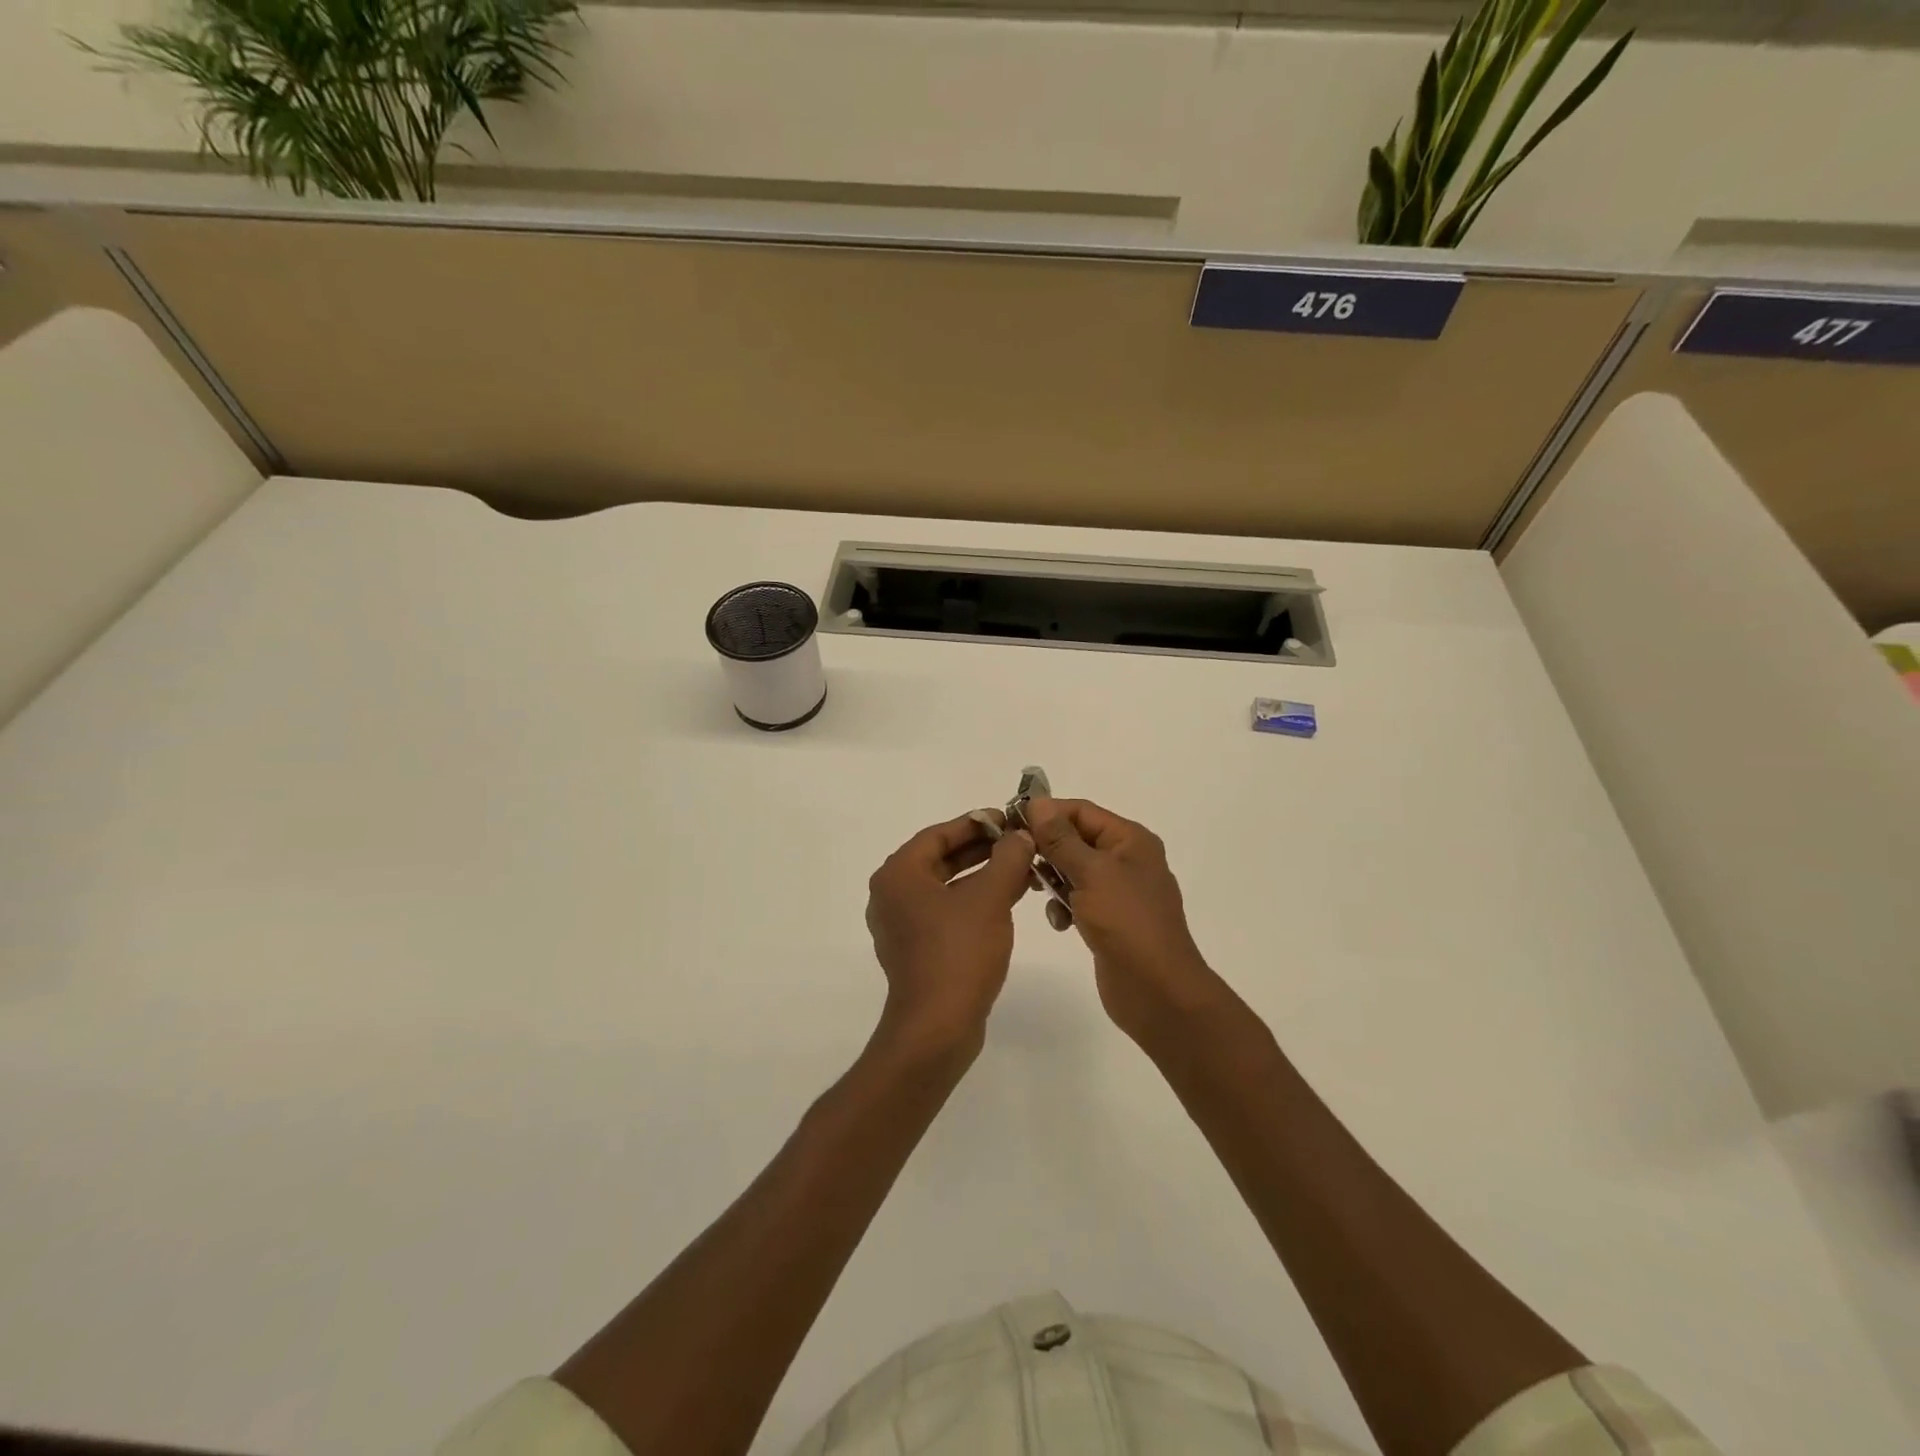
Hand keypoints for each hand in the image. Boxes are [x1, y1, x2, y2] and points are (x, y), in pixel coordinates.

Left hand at [865, 812, 1034, 1063]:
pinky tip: (1008, 900)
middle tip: (1020, 843)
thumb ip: (1008, 858)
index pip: (938, 834)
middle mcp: (892, 895)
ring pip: (947, 887)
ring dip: (983, 876)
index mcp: (898, 875)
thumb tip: (1021, 835)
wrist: (937, 1027)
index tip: (1008, 819)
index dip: (976, 823)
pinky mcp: (916, 950)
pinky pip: (947, 912)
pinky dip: (975, 901)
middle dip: (983, 850)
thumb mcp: (989, 898)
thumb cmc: (958, 953)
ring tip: (1023, 869)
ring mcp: (902, 925)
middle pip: (941, 858)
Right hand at [1025, 798, 1228, 1044]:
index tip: (1011, 824)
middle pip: (1076, 839)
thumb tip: (1037, 802)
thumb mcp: (1091, 873)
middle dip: (1047, 848)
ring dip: (1054, 879)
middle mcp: (1127, 859)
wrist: (1157, 990)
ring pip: (1074, 870)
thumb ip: (1060, 838)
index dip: (1047, 813)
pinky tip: (1060, 923)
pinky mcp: (1110, 919)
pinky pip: (1079, 899)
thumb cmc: (1126, 923)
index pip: (1081, 811)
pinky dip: (1065, 905)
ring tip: (1038, 892)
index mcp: (1130, 840)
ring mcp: (1119, 891)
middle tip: (1017, 861)